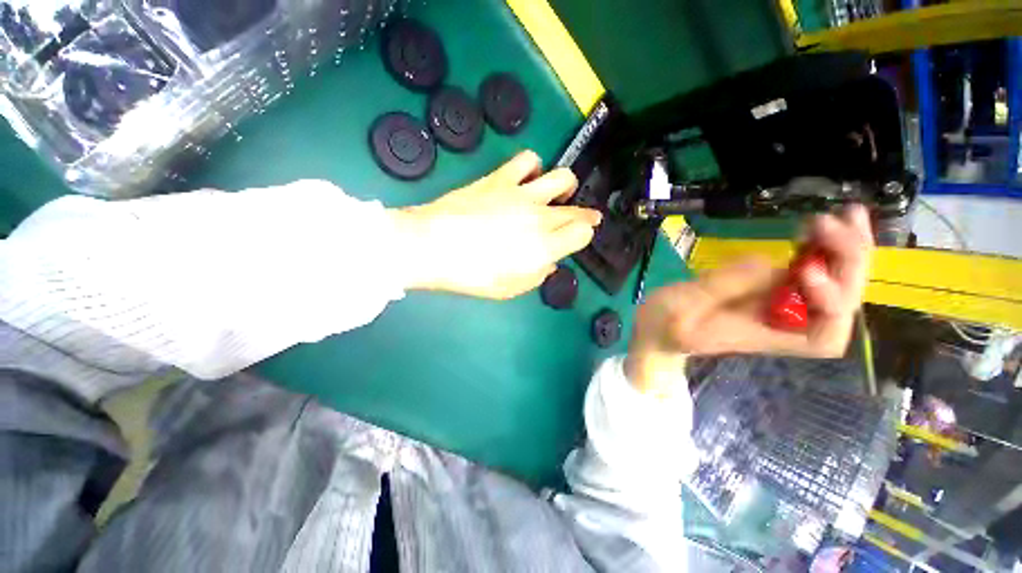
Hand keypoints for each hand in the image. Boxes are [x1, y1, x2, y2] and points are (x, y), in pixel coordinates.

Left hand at [391, 151, 601, 299]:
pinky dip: (534, 167)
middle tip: (584, 218)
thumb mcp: (509, 289)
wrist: (431, 246)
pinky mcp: (500, 179)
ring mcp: (522, 194)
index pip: (582, 234)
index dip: (583, 235)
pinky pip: (528, 160)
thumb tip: (547, 262)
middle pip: (576, 210)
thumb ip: (536, 275)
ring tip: (559, 193)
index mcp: (544, 247)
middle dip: (586, 215)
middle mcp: (540, 217)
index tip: (578, 238)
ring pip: (562, 178)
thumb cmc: (471, 275)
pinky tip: (528, 177)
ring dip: (566, 186)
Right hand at [625, 206, 873, 396]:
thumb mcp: (682, 308)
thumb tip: (769, 260)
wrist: (655, 328)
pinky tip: (820, 223)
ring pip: (831, 282)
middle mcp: (781, 322)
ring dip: (844, 248)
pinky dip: (821, 245)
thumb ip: (720, 288)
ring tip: (845, 214)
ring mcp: (775, 302)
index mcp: (761, 337)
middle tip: (835, 222)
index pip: (822, 335)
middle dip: (846, 263)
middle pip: (839, 302)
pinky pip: (806, 267)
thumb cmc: (663, 326)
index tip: (806, 271)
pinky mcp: (764, 285)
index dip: (830, 303)